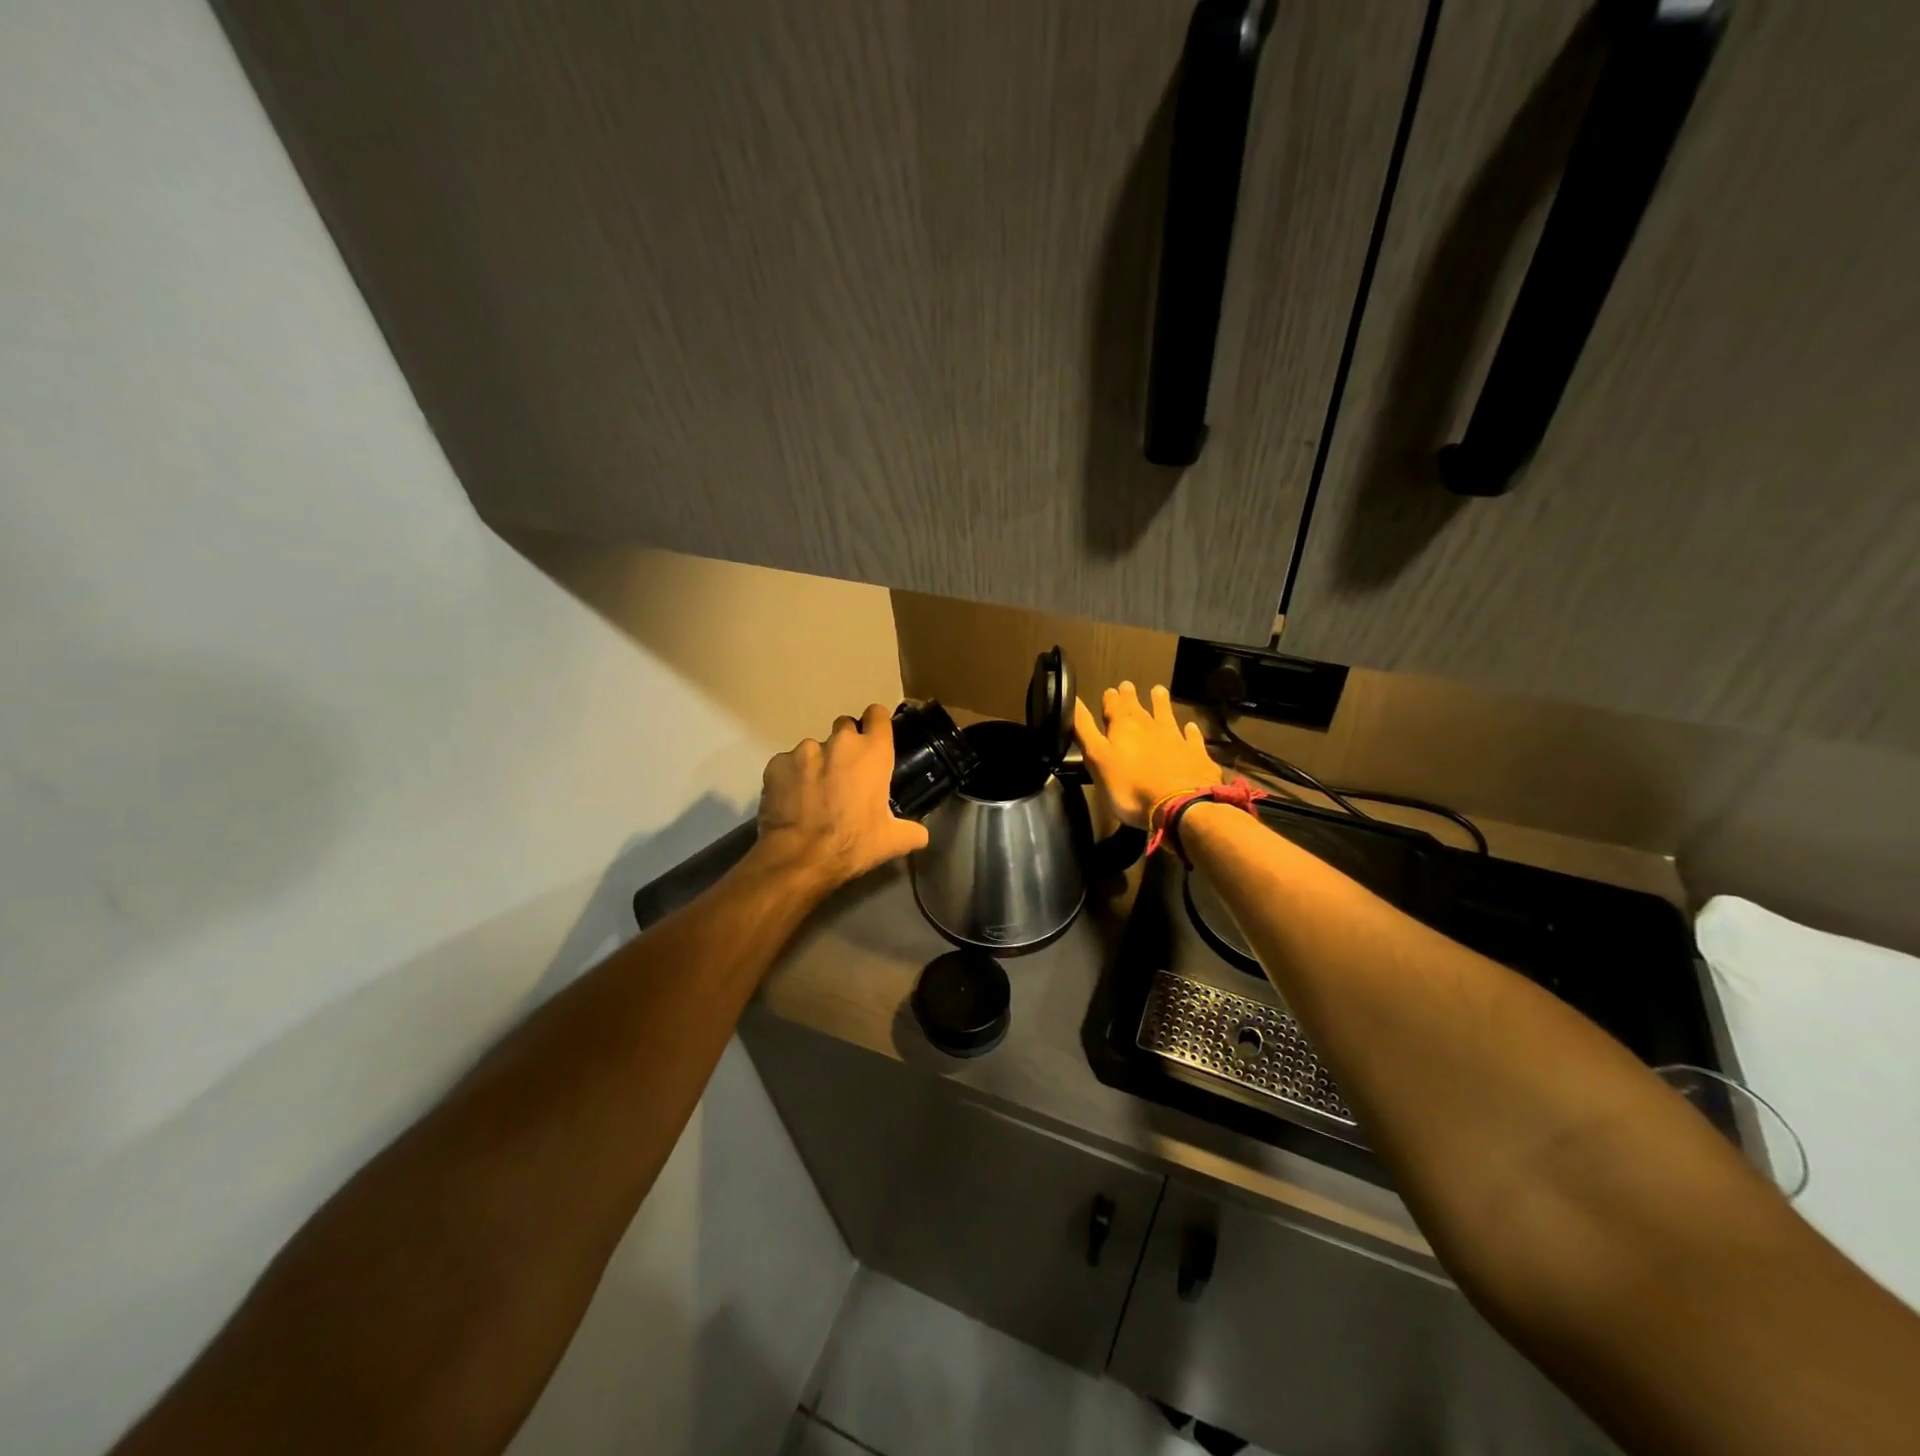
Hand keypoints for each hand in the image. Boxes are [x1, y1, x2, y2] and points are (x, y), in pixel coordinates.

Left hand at [755, 703, 930, 887]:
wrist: (799, 858)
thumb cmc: (853, 843)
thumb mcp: (892, 842)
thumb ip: (912, 831)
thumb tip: (920, 834)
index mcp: (873, 752)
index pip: (877, 714)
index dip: (876, 723)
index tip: (874, 737)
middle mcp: (840, 742)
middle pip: (845, 727)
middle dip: (846, 746)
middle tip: (845, 775)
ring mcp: (804, 750)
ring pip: (814, 748)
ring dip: (817, 764)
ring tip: (814, 793)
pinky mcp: (777, 763)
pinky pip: (787, 764)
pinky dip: (791, 778)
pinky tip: (792, 801)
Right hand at [1074, 682, 1222, 828]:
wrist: (1179, 806)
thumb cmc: (1129, 787)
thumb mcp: (1096, 758)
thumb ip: (1084, 729)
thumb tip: (1072, 699)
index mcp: (1123, 727)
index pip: (1113, 706)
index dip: (1110, 698)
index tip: (1110, 690)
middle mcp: (1150, 726)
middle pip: (1138, 708)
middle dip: (1131, 697)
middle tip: (1128, 685)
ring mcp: (1176, 739)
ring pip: (1167, 715)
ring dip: (1161, 703)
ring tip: (1159, 691)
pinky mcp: (1197, 755)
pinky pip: (1193, 738)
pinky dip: (1190, 731)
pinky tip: (1191, 727)